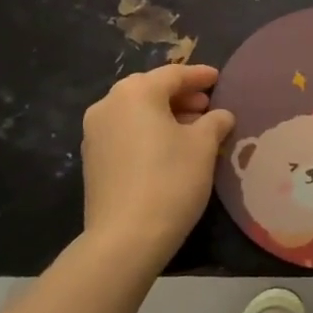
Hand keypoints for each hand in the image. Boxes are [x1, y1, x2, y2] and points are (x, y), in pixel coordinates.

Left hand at [81, 65, 234, 271]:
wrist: (125, 238)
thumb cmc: (170, 180)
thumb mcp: (203, 146)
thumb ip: (215, 121)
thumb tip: (220, 115)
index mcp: (136, 92)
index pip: (173, 74)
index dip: (199, 76)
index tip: (218, 79)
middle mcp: (109, 104)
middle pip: (151, 90)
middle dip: (181, 96)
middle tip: (207, 106)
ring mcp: (94, 133)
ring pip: (136, 112)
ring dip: (164, 115)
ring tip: (192, 129)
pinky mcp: (92, 160)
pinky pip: (125, 132)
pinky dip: (147, 132)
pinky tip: (168, 148)